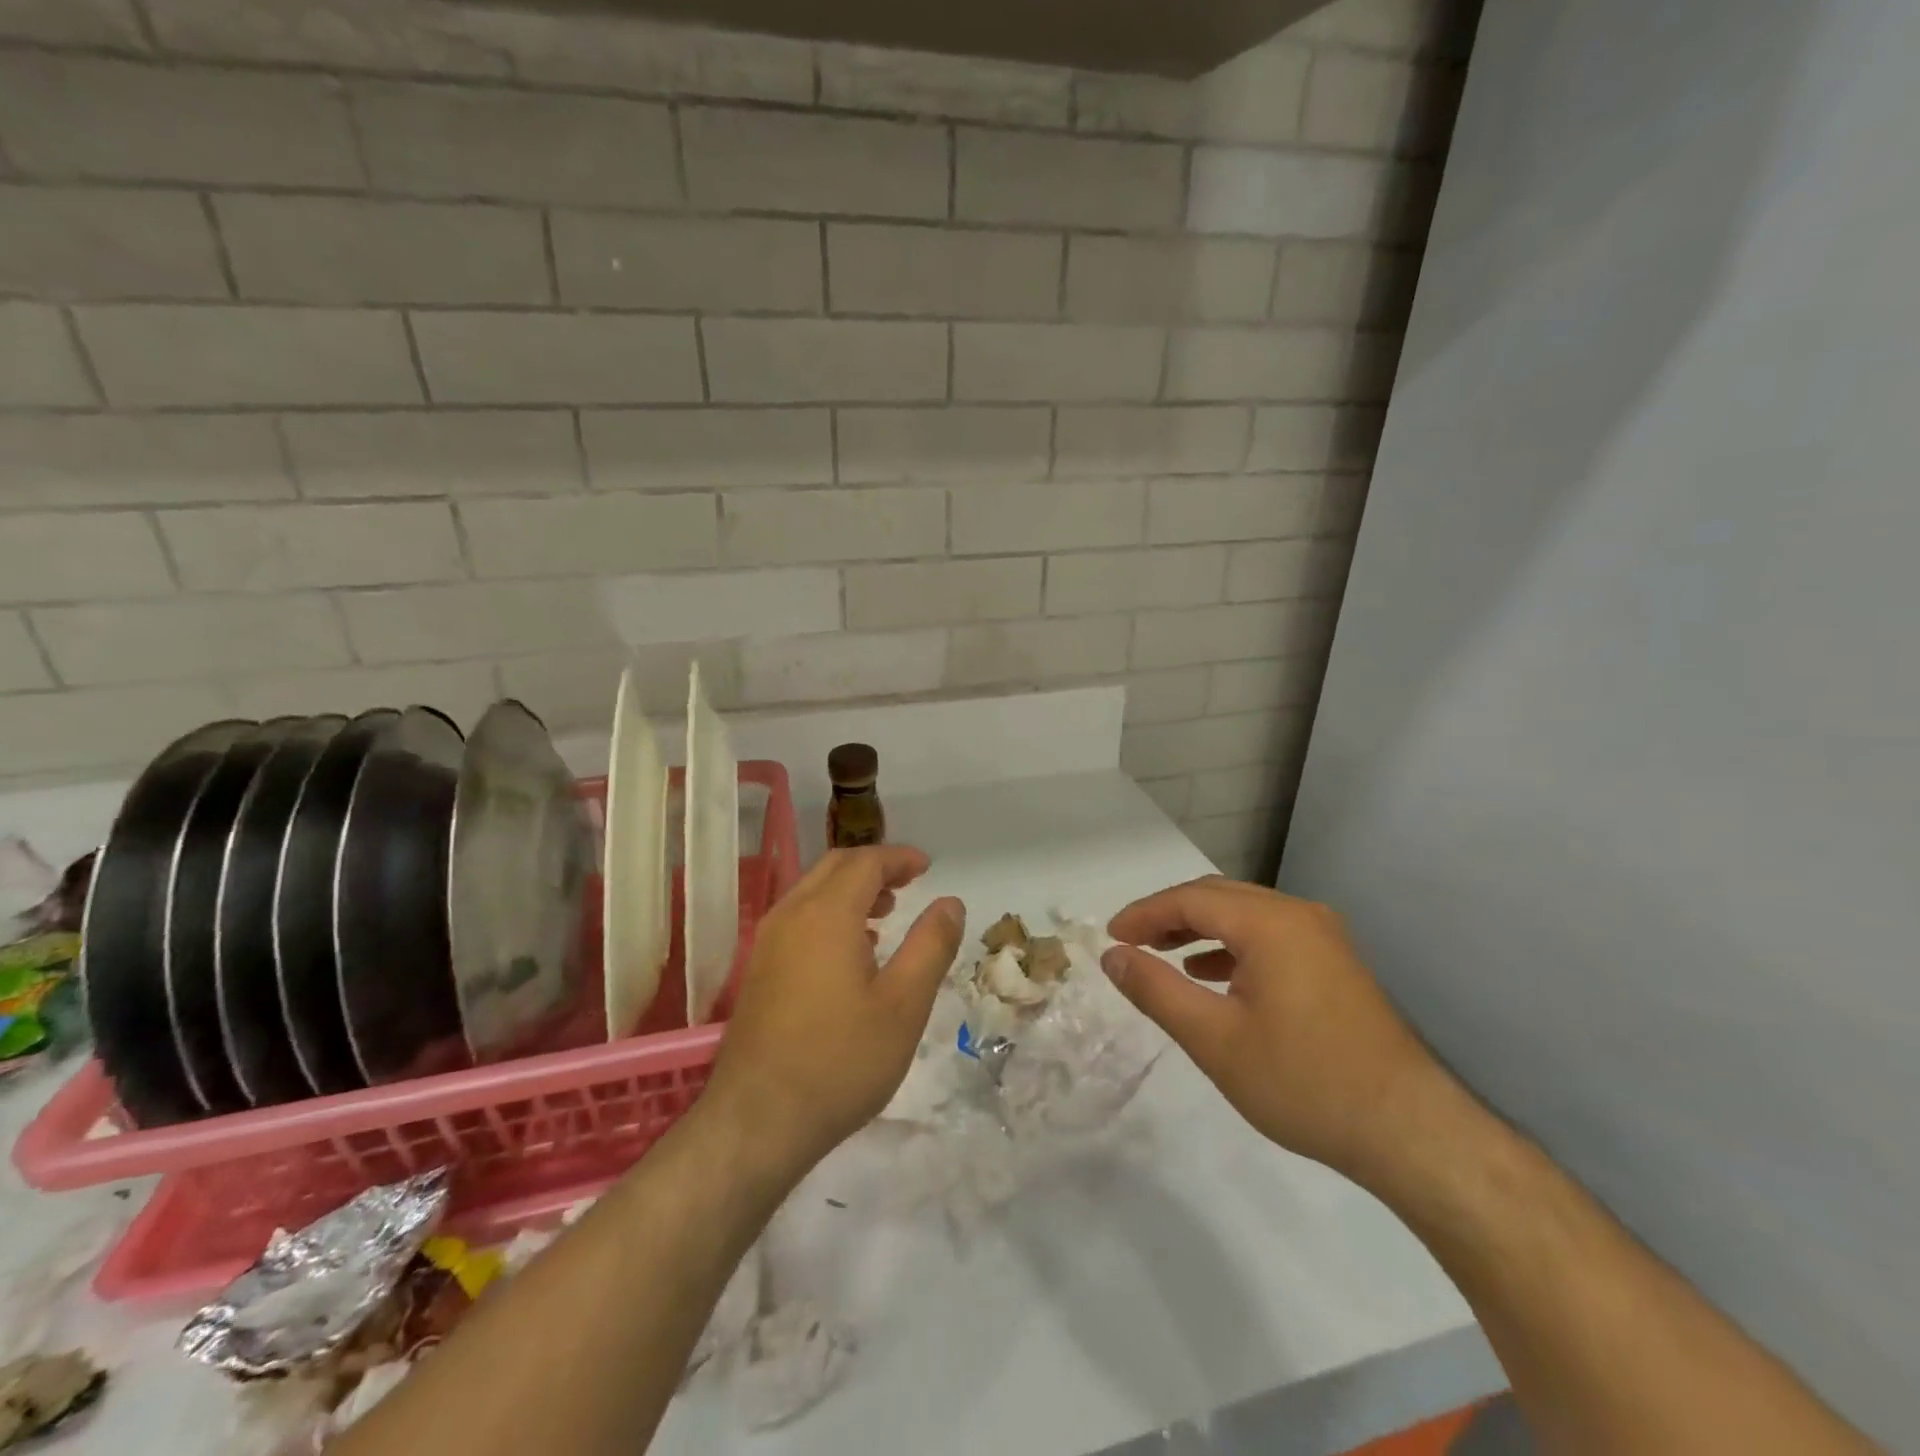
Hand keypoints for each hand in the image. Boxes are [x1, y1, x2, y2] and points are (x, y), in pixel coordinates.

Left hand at [702, 845, 964, 1177]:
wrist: (757, 1121)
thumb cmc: (840, 1061)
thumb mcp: (904, 1005)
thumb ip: (931, 946)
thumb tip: (950, 903)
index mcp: (827, 914)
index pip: (865, 862)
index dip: (899, 858)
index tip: (927, 867)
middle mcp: (791, 915)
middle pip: (834, 868)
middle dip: (874, 866)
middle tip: (909, 882)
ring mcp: (768, 943)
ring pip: (812, 891)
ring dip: (850, 889)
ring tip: (886, 913)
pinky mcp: (759, 970)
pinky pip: (799, 918)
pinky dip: (829, 912)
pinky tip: (851, 950)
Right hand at [1103, 876, 1441, 1182]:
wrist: (1410, 1132)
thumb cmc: (1303, 1081)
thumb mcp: (1213, 1039)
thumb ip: (1156, 990)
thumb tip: (1113, 956)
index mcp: (1270, 923)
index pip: (1190, 899)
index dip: (1144, 914)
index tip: (1110, 938)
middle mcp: (1299, 915)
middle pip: (1218, 898)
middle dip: (1169, 916)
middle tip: (1131, 944)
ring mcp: (1324, 938)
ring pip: (1245, 916)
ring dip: (1200, 930)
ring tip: (1164, 957)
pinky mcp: (1335, 965)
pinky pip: (1270, 938)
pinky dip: (1233, 948)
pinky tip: (1214, 977)